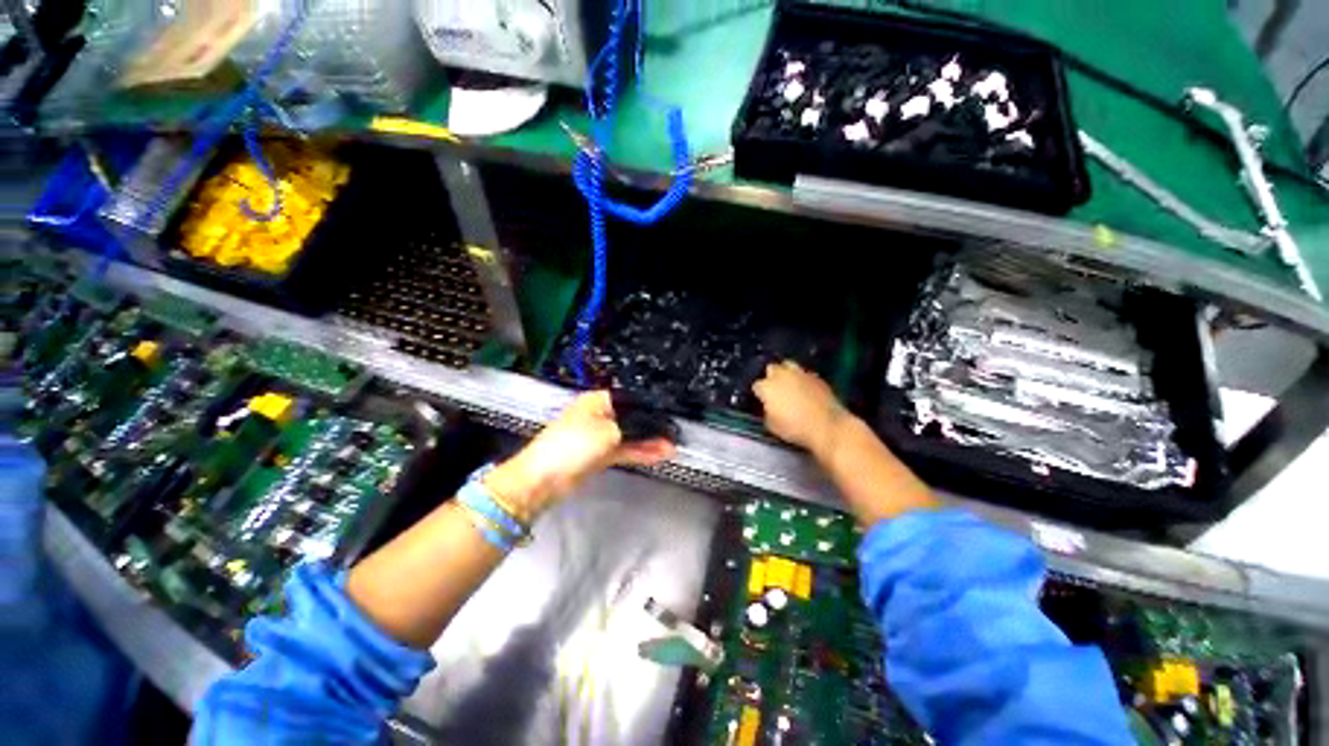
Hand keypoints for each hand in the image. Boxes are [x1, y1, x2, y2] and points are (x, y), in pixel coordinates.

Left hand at [484, 391, 674, 519]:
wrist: (544, 479)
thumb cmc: (573, 445)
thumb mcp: (608, 431)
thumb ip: (634, 428)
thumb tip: (654, 429)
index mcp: (597, 401)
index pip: (630, 401)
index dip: (649, 408)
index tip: (667, 416)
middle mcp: (599, 416)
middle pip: (631, 419)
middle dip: (652, 427)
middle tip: (673, 434)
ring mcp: (598, 437)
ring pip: (629, 436)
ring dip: (649, 442)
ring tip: (671, 447)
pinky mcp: (599, 455)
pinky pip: (624, 450)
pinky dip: (639, 452)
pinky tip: (658, 455)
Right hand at [753, 361, 848, 455]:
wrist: (827, 426)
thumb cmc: (795, 428)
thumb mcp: (771, 425)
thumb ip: (767, 411)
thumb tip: (770, 407)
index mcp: (767, 387)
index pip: (757, 386)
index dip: (759, 394)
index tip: (763, 401)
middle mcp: (781, 375)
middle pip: (772, 369)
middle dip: (771, 377)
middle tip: (775, 390)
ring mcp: (800, 374)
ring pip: (788, 365)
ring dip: (786, 373)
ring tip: (790, 385)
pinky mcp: (816, 377)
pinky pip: (805, 374)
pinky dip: (803, 380)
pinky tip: (806, 390)